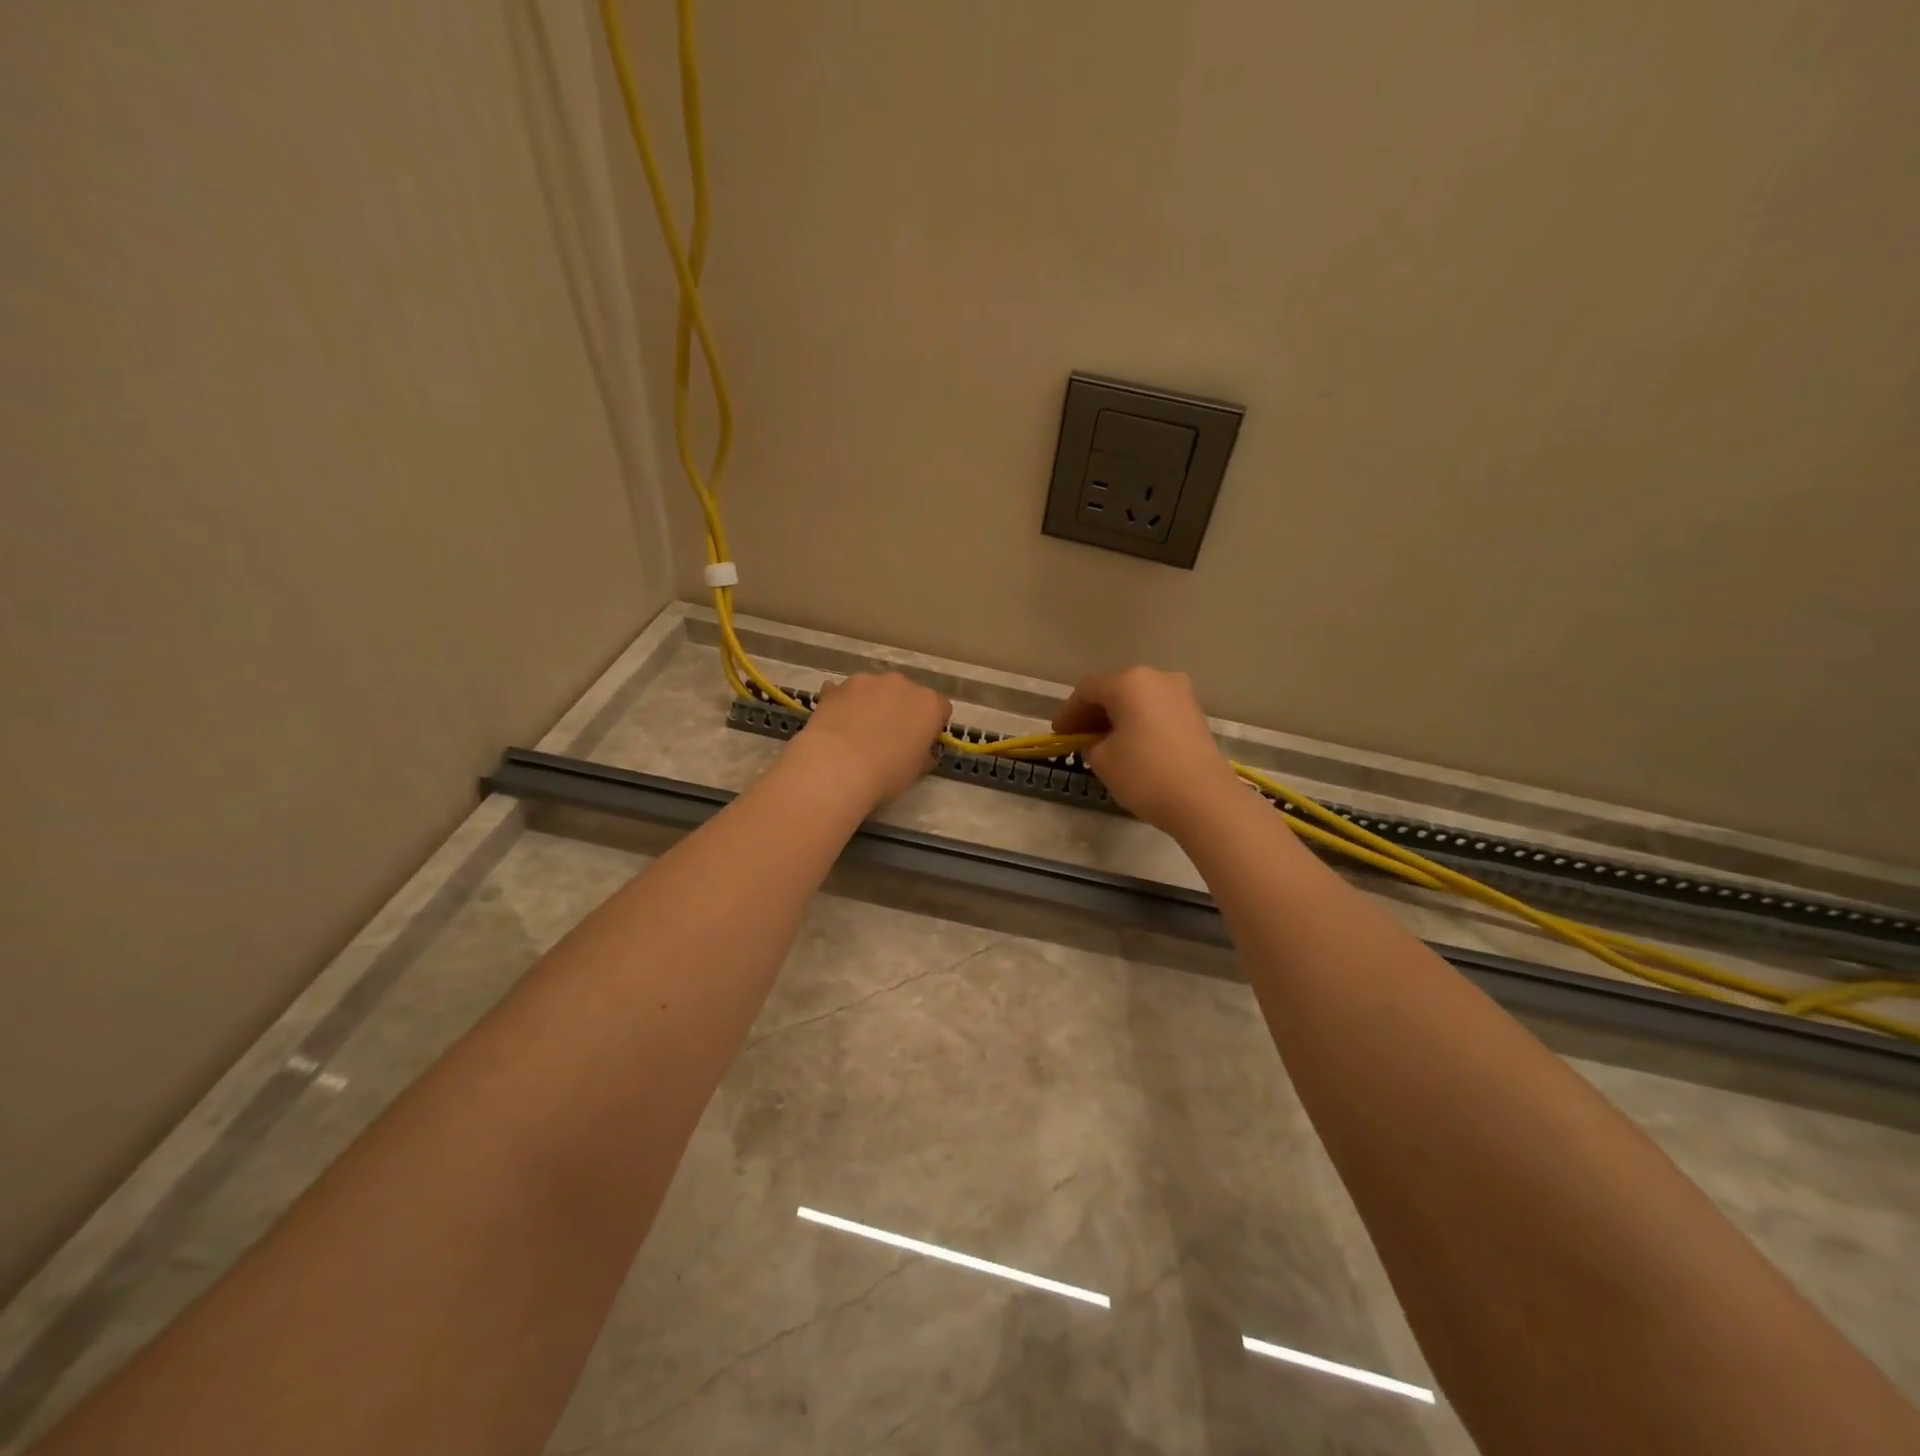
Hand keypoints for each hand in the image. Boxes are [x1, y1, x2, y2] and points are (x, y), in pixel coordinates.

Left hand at [789, 673, 951, 812]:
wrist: (836, 766)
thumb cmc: (886, 772)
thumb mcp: (917, 770)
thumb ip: (924, 754)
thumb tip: (921, 750)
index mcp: (929, 704)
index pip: (941, 708)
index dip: (932, 725)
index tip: (921, 742)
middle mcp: (901, 684)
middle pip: (907, 694)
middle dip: (901, 710)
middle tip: (888, 737)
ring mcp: (866, 681)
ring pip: (875, 690)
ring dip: (872, 704)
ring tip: (857, 733)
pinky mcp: (837, 686)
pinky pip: (845, 694)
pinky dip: (844, 705)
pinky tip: (836, 726)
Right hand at [1052, 667, 1242, 834]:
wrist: (1204, 800)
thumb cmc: (1145, 774)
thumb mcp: (1103, 760)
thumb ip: (1090, 743)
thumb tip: (1096, 740)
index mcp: (1129, 682)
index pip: (1087, 690)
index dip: (1068, 712)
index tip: (1058, 735)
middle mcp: (1156, 678)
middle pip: (1114, 690)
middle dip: (1092, 713)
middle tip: (1076, 738)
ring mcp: (1180, 695)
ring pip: (1136, 700)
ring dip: (1116, 718)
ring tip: (1102, 744)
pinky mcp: (1194, 715)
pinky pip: (1155, 711)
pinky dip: (1137, 723)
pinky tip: (1129, 745)